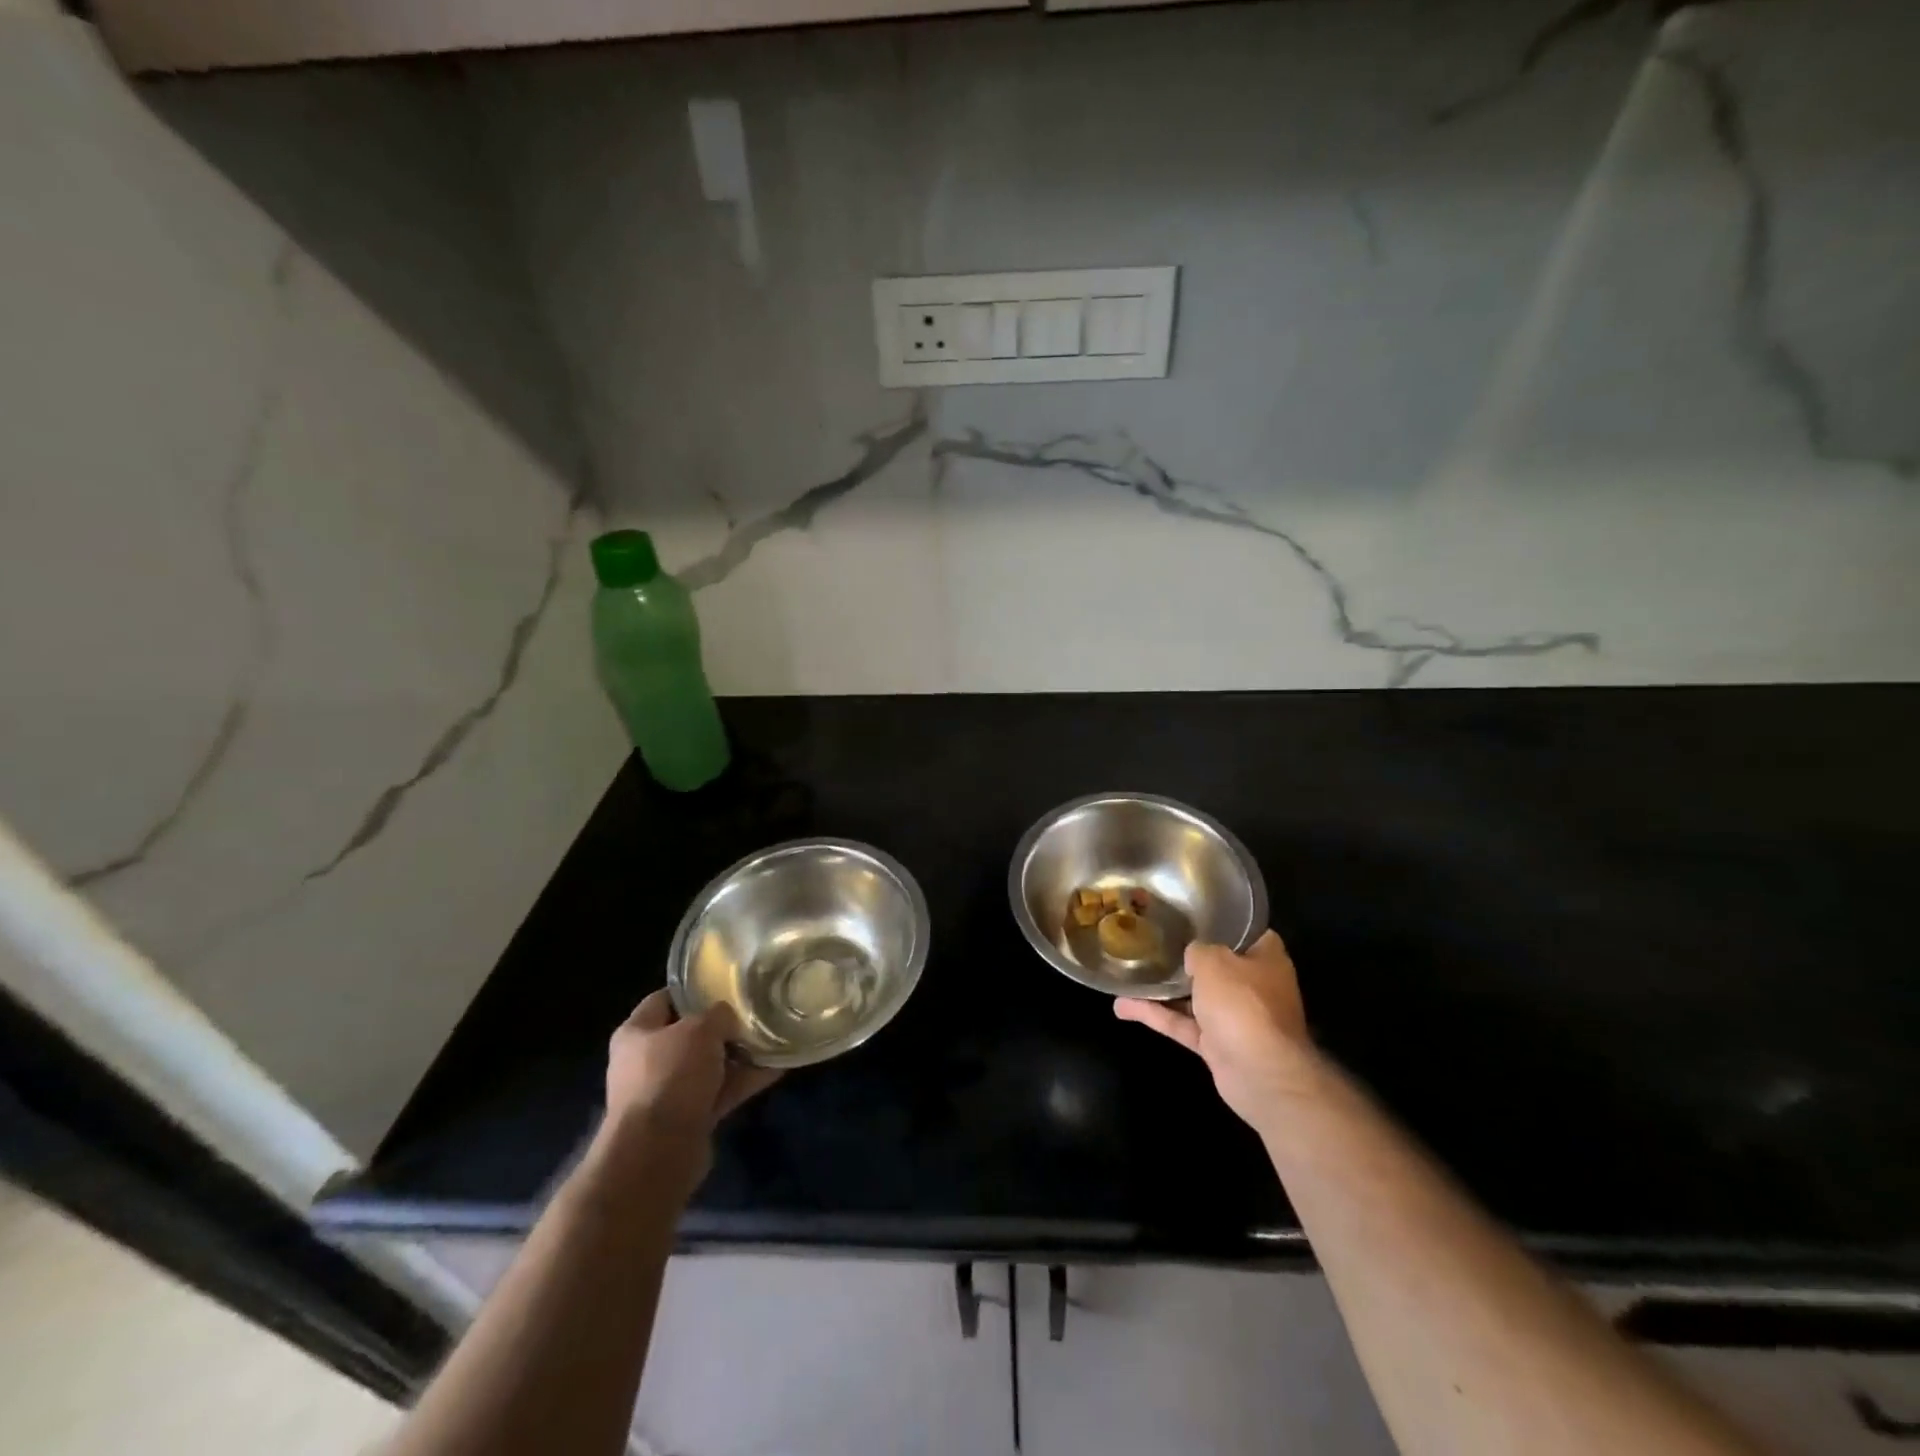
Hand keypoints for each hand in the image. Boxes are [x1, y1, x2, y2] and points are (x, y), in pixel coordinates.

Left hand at [600, 991, 779, 1162]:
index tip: (725, 982)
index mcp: (636, 1032)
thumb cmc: (671, 1076)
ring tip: (773, 1037)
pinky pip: (720, 1091)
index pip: (664, 999)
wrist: (658, 1152)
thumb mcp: (700, 1029)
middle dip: (721, 1025)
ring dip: (737, 1055)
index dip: (693, 989)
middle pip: (689, 1034)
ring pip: (708, 1065)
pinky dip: (744, 1081)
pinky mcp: (687, 1118)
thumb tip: (727, 1016)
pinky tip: (776, 1067)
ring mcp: (667, 1092)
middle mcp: (646, 1061)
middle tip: (753, 1010)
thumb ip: (718, 1014)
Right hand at [1115, 930, 1321, 1134]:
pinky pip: (1183, 1023)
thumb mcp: (1214, 960)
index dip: (1222, 924)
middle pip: (1218, 966)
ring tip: (1130, 974)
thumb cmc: (1243, 1003)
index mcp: (1266, 959)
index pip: (1247, 933)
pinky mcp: (1217, 1045)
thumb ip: (1198, 950)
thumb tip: (1193, 955)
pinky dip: (1156, 1016)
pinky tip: (1123, 1007)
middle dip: (1189, 959)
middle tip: (1155, 942)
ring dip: (1164, 990)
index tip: (1192, 916)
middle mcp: (1254, 986)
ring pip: (1195, 998)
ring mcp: (1236, 1018)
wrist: (1260, 1074)